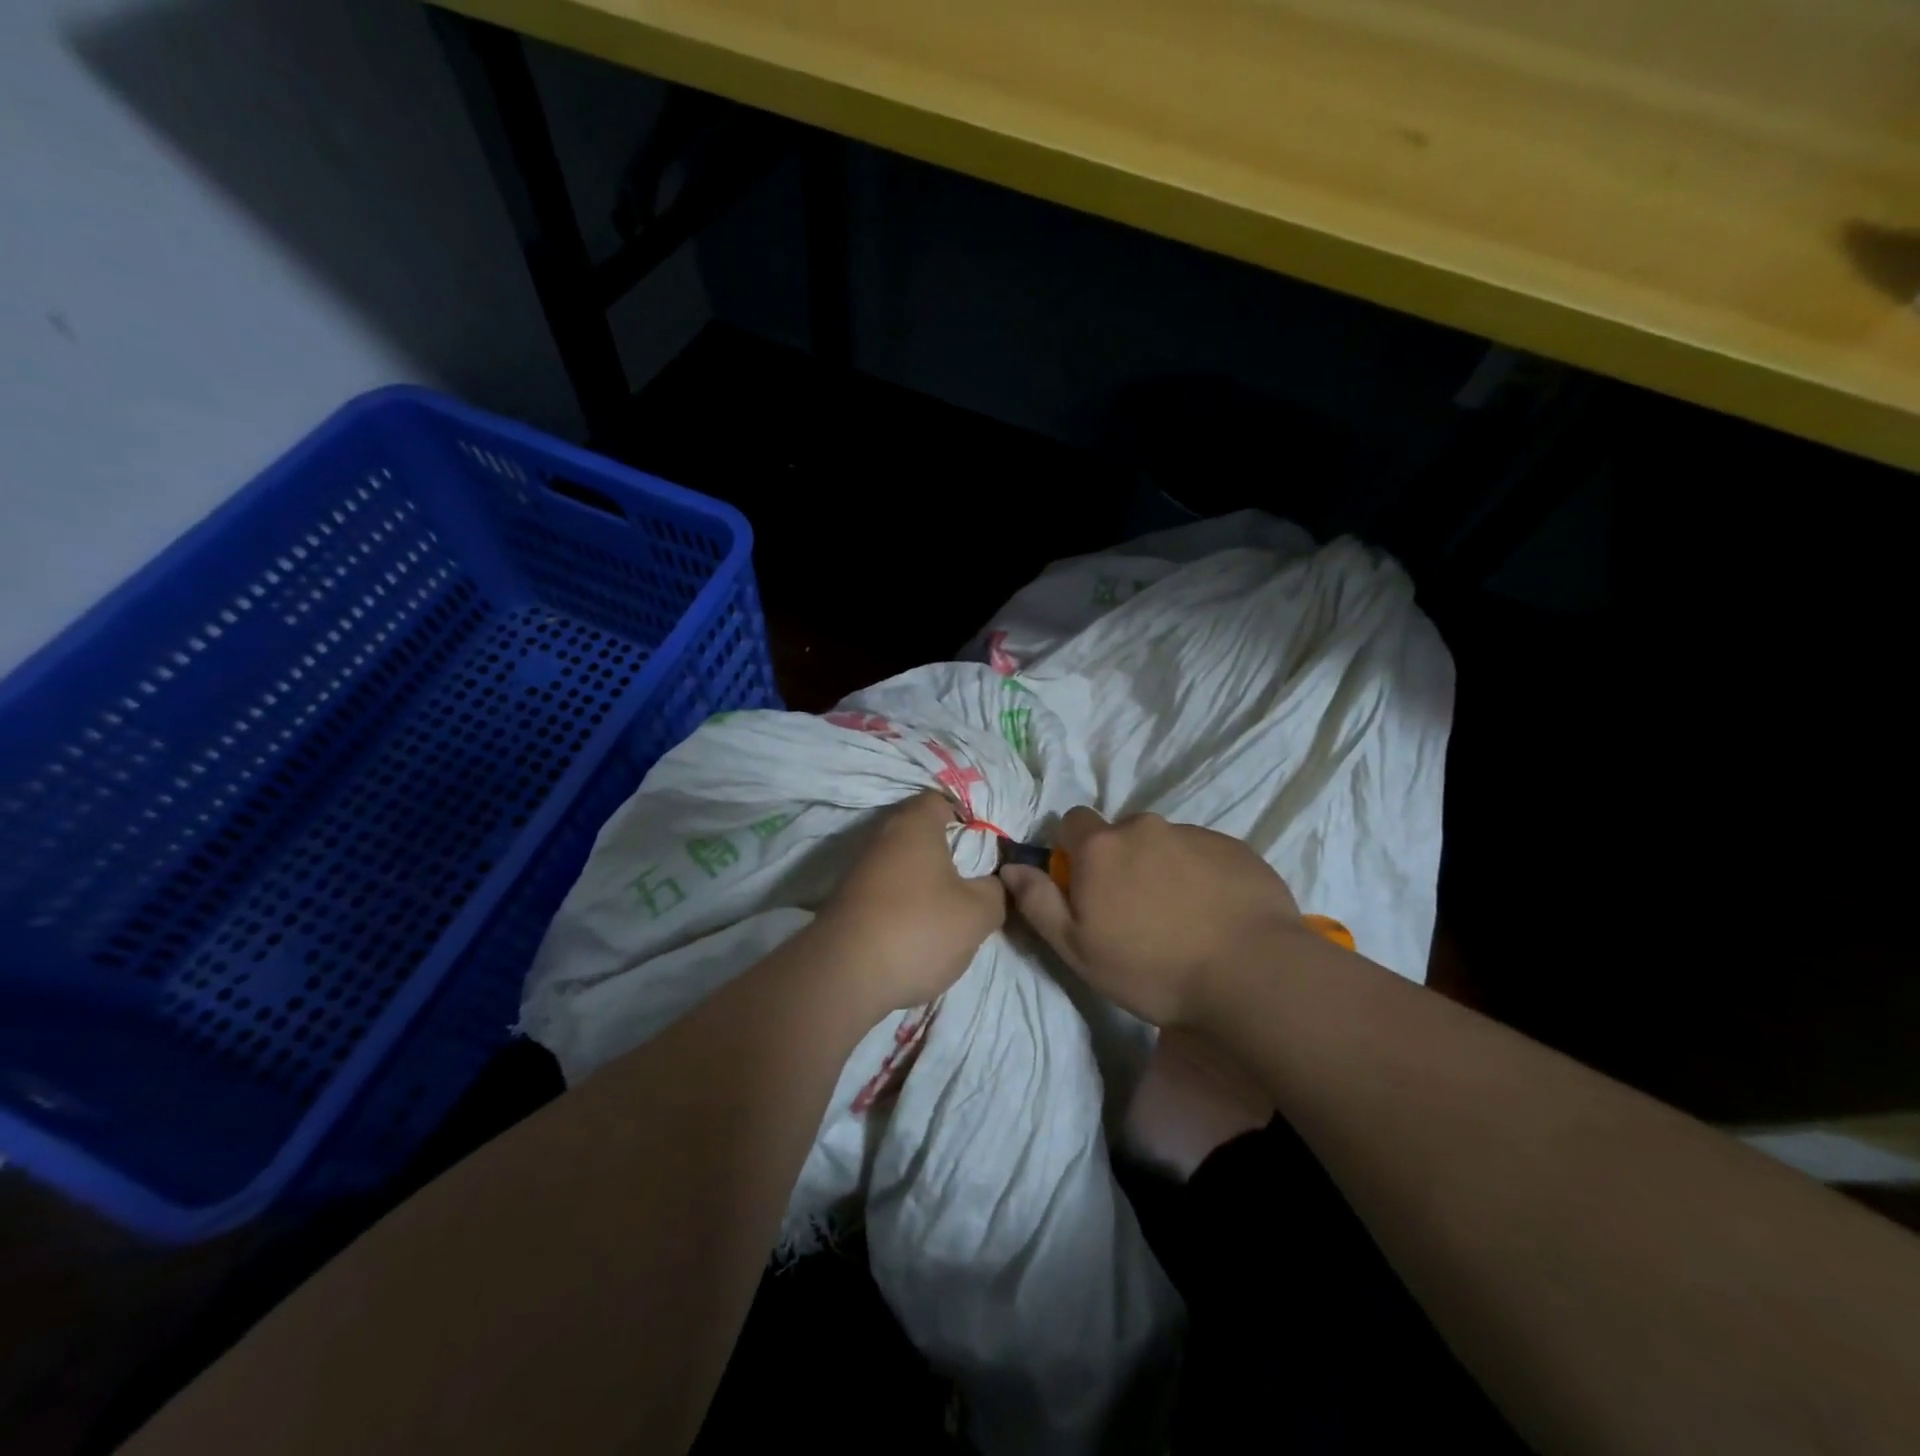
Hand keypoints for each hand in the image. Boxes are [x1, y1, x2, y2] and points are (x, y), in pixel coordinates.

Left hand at [816, 791, 1006, 1010]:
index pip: (941, 800)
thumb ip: (996, 892)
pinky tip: (919, 928)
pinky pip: (886, 889)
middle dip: (948, 852)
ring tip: (951, 908)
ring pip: (903, 863)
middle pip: (921, 833)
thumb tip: (996, 883)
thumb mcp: (976, 914)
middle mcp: (882, 837)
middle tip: (975, 877)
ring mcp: (860, 869)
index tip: (987, 843)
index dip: (967, 816)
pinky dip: (904, 902)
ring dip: (925, 880)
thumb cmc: (918, 928)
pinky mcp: (848, 900)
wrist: (843, 975)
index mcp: (914, 824)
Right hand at [1000, 807, 1304, 1026]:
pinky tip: (1215, 914)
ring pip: (1164, 843)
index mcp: (1101, 847)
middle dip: (1121, 860)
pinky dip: (1202, 875)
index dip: (1074, 849)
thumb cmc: (1152, 968)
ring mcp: (1194, 834)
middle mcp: (1145, 827)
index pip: (1073, 821)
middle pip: (1121, 833)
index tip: (1086, 884)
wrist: (1252, 973)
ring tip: (1182, 917)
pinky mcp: (1236, 848)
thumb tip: (1011, 867)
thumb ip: (1038, 902)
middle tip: (1136, 910)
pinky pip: (1205, 854)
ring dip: (1163, 868)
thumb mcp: (1077, 949)